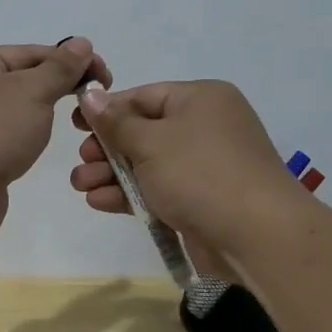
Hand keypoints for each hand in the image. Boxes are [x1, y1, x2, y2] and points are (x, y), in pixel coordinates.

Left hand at [0, 38, 111, 238]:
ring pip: (11, 112)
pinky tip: (32, 152)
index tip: (105, 78)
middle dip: (56, 90)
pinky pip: (0, 139)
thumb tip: (81, 43)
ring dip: (38, 118)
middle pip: (19, 81)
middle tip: (91, 106)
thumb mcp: (33, 91)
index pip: (31, 52)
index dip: (71, 62)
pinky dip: (20, 142)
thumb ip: (60, 68)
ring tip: (66, 128)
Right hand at [68, 80, 304, 268]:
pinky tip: (99, 201)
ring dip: (111, 174)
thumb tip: (90, 96)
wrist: (256, 235)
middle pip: (143, 131)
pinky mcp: (200, 201)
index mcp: (200, 99)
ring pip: (148, 164)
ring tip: (81, 185)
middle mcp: (205, 127)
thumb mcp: (151, 142)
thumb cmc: (200, 173)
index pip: (144, 96)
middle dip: (106, 148)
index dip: (107, 110)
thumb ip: (115, 122)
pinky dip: (129, 194)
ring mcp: (204, 167)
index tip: (75, 125)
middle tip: (82, 161)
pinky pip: (158, 190)